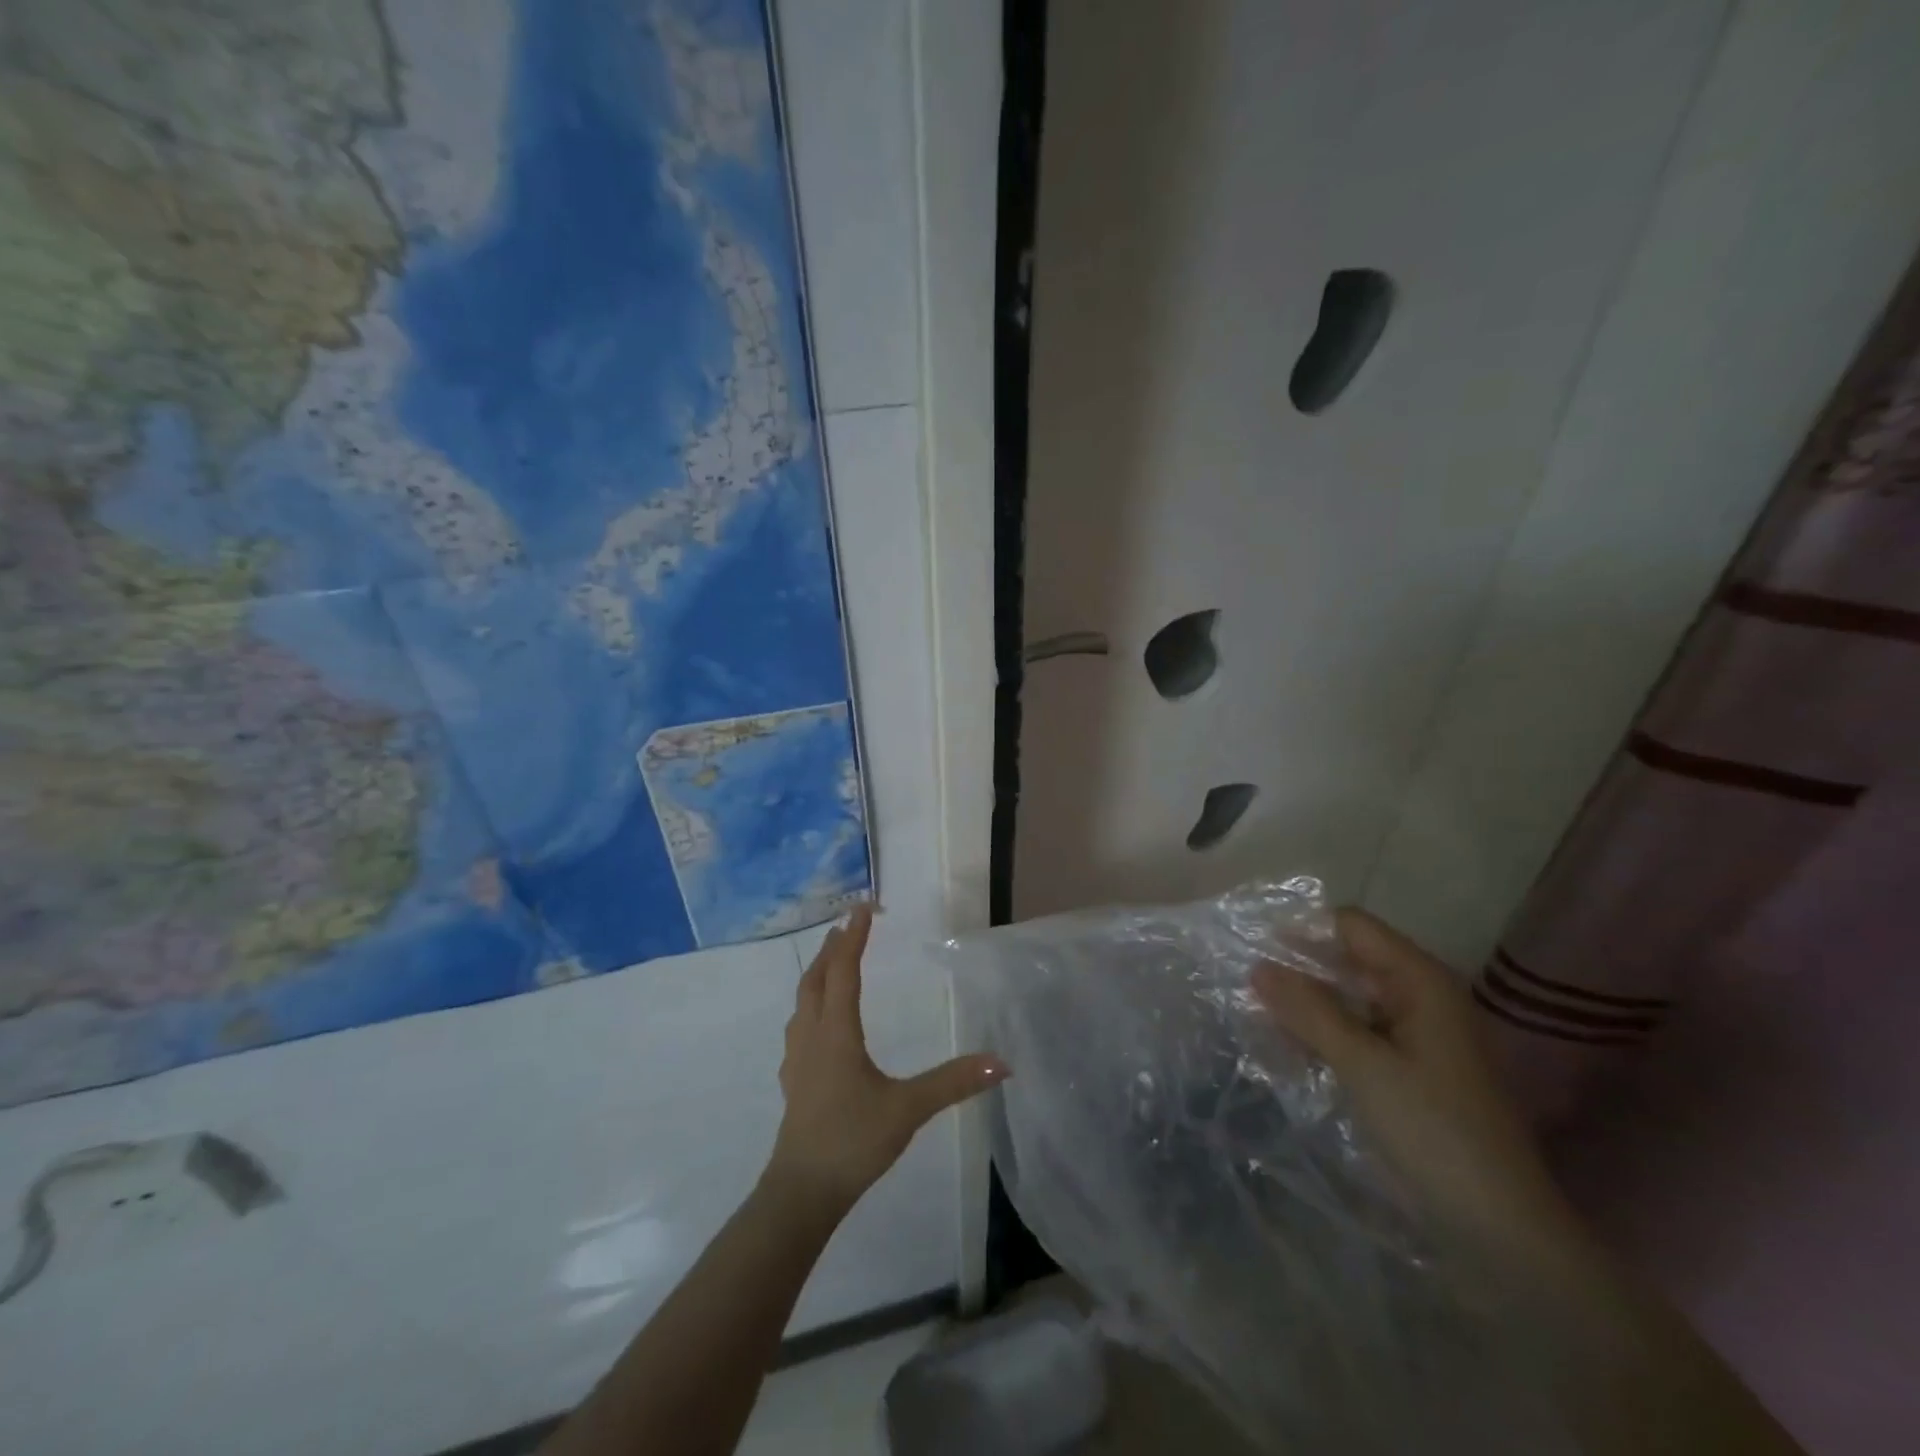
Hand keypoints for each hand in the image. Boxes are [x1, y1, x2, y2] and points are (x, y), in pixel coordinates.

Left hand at [764, 905, 1007, 1215]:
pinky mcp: (793, 1079)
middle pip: (816, 978)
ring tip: (832, 961)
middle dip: (832, 948)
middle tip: (847, 925)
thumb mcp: (908, 1109)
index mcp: (837, 1033)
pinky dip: (811, 1003)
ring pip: (803, 1000)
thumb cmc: (853, 1141)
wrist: (801, 1191)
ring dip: (817, 973)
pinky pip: (799, 1024)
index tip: (864, 908)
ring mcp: (797, 1058)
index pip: (844, 971)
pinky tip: (820, 1021)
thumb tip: (1001, 1063)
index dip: (854, 937)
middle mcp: (812, 1036)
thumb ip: (953, 1082)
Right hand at [1253, 910, 1584, 1268]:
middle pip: (1348, 960)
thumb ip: (1308, 1011)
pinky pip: (1355, 1032)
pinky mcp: (1408, 1068)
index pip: (1351, 926)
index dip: (1302, 931)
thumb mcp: (1363, 1065)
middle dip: (1297, 968)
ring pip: (1347, 998)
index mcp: (1420, 981)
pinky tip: (1286, 1048)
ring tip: (1254, 1013)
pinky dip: (1322, 1034)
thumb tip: (1257, 966)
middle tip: (1243, 982)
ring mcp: (1416, 1034)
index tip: (1252, 947)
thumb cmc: (1434, 1131)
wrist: (1499, 1229)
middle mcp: (1420, 996)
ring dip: (1305, 1004)